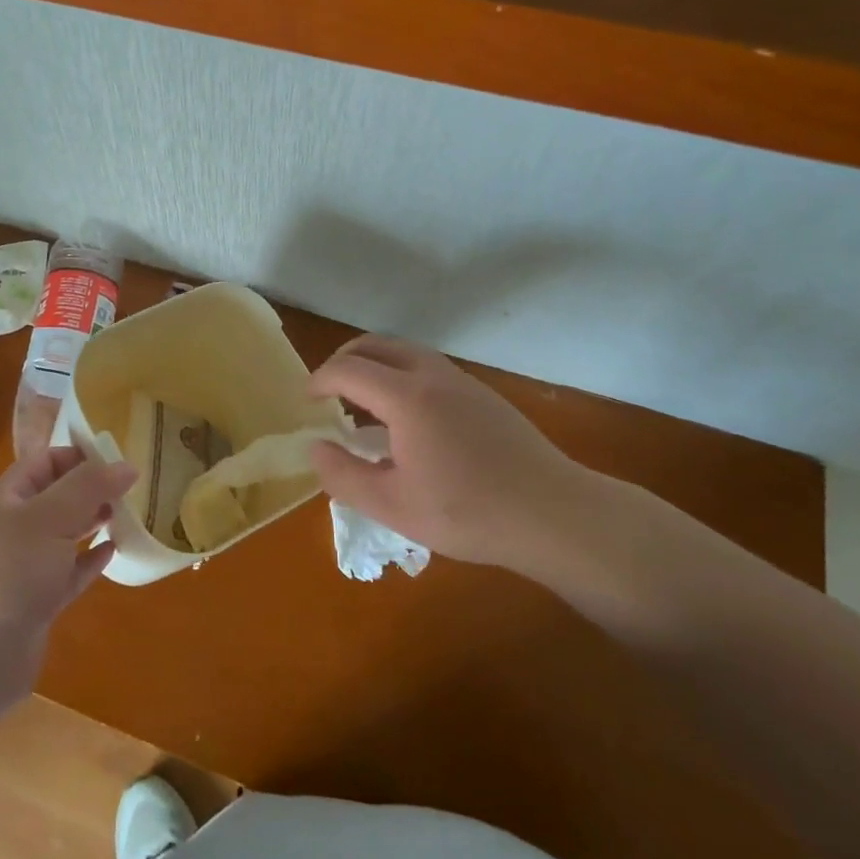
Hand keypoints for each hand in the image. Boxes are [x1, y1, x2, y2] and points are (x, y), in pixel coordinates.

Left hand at [0, 449, 133, 744]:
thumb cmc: (8, 574)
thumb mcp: (49, 519)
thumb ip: (89, 487)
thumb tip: (128, 465)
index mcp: (8, 498)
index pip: (47, 461)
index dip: (82, 456)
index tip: (121, 460)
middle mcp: (15, 526)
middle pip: (58, 495)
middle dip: (92, 488)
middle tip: (133, 489)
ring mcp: (25, 566)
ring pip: (65, 533)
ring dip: (94, 522)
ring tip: (129, 514)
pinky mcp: (37, 601)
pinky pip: (69, 571)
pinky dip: (90, 560)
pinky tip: (113, 552)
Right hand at [310, 335, 654, 593]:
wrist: (552, 514)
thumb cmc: (466, 512)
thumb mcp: (391, 506)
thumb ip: (343, 475)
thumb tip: (316, 447)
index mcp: (405, 396)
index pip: (347, 369)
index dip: (319, 380)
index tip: (307, 402)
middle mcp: (431, 374)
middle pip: (375, 344)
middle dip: (343, 360)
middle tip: (329, 391)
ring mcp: (461, 380)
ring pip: (405, 351)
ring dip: (374, 364)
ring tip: (363, 402)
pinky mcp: (483, 394)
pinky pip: (427, 366)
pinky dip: (400, 374)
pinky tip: (407, 416)